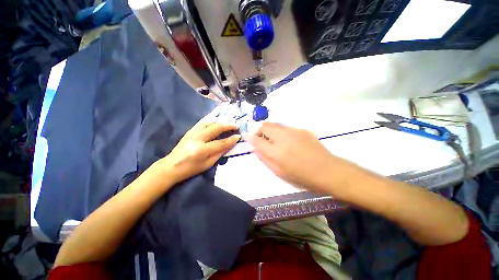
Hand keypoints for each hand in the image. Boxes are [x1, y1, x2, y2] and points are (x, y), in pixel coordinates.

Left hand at [159, 116, 239, 182]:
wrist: (171, 166)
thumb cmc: (191, 168)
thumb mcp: (208, 164)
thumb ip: (220, 153)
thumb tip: (230, 144)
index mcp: (202, 150)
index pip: (221, 143)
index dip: (231, 139)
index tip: (239, 136)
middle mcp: (197, 138)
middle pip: (216, 128)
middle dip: (228, 125)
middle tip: (236, 125)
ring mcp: (193, 132)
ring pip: (210, 122)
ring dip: (221, 120)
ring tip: (229, 121)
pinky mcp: (190, 130)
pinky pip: (203, 121)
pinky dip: (212, 118)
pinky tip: (218, 117)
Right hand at [245, 123, 353, 192]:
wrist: (327, 170)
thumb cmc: (301, 176)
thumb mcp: (279, 171)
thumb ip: (264, 158)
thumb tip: (255, 148)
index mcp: (276, 151)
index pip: (257, 140)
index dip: (249, 137)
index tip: (245, 135)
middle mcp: (283, 137)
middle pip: (265, 126)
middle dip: (259, 130)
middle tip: (261, 138)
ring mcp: (294, 131)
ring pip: (275, 124)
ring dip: (270, 130)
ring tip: (274, 140)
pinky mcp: (302, 129)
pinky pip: (287, 128)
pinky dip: (282, 132)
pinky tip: (288, 141)